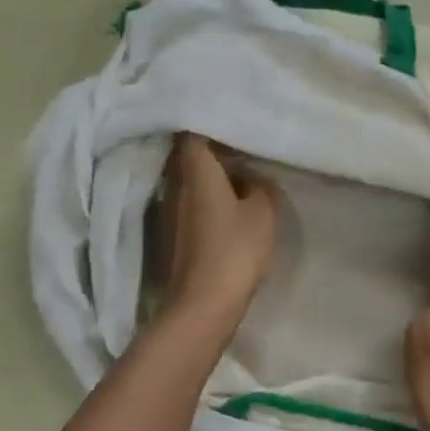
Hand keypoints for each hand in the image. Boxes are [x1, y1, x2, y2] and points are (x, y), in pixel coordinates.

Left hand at [163, 134, 278, 323]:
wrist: (201, 305)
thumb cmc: (234, 249)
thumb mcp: (263, 213)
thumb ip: (261, 186)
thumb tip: (253, 178)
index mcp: (195, 171)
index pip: (194, 133)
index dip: (213, 125)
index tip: (236, 125)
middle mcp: (173, 185)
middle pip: (189, 157)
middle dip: (214, 151)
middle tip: (244, 151)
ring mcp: (167, 212)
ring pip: (189, 182)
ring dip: (211, 179)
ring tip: (241, 180)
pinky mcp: (169, 235)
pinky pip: (188, 205)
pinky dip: (205, 201)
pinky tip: (228, 210)